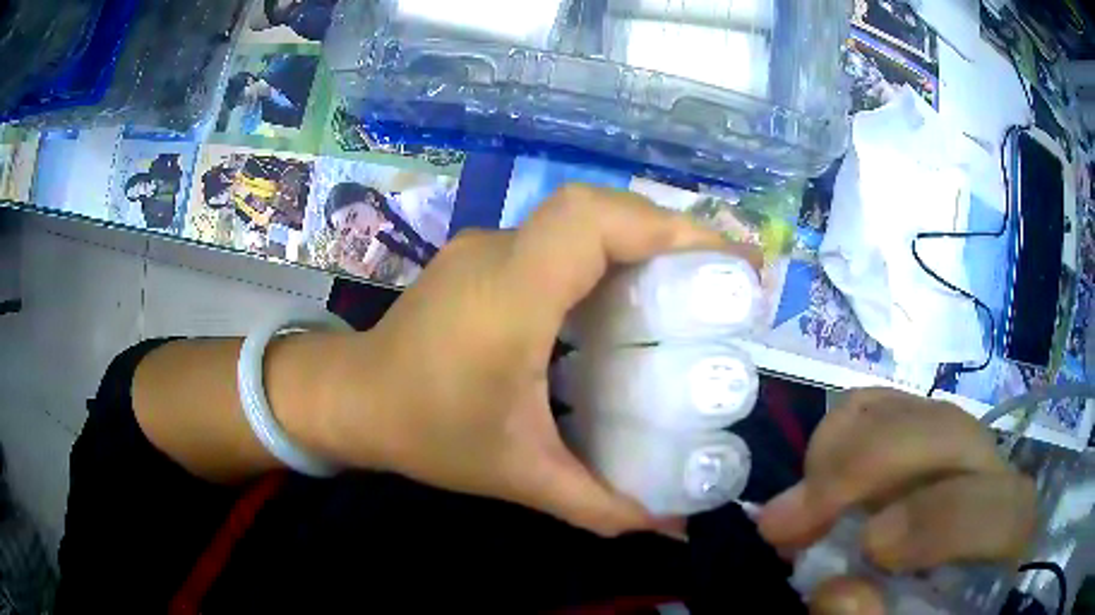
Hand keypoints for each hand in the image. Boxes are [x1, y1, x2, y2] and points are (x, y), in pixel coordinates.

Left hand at [319, 184, 759, 535]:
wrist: (352, 399)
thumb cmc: (428, 433)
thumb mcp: (520, 474)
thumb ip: (600, 505)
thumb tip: (671, 528)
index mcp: (509, 297)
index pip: (590, 223)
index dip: (665, 229)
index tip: (725, 261)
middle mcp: (498, 254)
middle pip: (594, 209)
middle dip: (667, 231)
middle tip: (720, 275)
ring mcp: (485, 247)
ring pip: (577, 217)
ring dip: (638, 237)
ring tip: (688, 281)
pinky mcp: (481, 256)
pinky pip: (555, 237)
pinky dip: (605, 251)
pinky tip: (624, 295)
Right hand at [757, 388, 1036, 614]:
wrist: (924, 586)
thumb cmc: (921, 614)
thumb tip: (839, 592)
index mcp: (1005, 532)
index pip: (999, 508)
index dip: (940, 522)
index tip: (867, 550)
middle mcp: (989, 471)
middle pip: (946, 433)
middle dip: (865, 468)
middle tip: (788, 522)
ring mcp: (952, 442)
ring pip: (906, 410)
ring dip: (839, 451)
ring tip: (794, 508)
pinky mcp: (916, 430)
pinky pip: (878, 405)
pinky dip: (837, 434)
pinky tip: (814, 480)